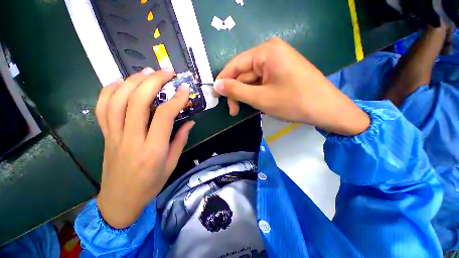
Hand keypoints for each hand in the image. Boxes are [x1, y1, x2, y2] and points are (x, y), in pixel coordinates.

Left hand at [95, 68, 194, 228]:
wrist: (119, 199)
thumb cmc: (146, 187)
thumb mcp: (169, 168)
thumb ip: (179, 142)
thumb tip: (190, 121)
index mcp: (151, 152)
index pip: (164, 116)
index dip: (176, 98)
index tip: (184, 88)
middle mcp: (131, 140)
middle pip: (138, 100)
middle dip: (154, 80)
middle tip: (166, 72)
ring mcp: (114, 135)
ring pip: (118, 100)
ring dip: (132, 80)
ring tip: (145, 72)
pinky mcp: (105, 134)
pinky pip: (101, 108)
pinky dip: (108, 91)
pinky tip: (119, 83)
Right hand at [214, 37, 369, 135]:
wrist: (329, 108)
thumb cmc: (296, 102)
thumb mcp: (262, 98)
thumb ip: (236, 90)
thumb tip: (216, 85)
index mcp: (266, 50)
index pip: (235, 64)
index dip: (224, 81)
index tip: (217, 99)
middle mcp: (273, 48)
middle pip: (246, 69)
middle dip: (239, 90)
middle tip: (235, 111)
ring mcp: (282, 56)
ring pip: (257, 74)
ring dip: (251, 91)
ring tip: (250, 109)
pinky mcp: (288, 65)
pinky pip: (268, 75)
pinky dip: (262, 88)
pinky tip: (262, 101)